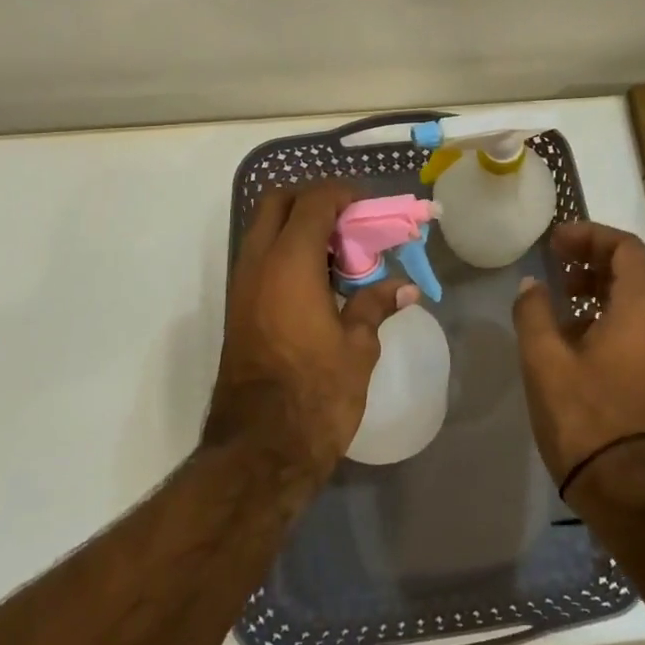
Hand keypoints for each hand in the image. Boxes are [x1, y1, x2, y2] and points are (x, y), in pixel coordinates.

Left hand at [206, 181, 412, 485]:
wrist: (259, 450)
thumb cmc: (316, 393)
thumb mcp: (358, 346)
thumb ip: (376, 305)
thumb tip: (406, 288)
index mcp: (290, 262)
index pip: (314, 201)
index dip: (344, 194)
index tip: (370, 208)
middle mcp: (259, 263)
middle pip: (277, 202)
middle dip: (313, 200)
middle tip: (348, 221)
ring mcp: (242, 286)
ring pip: (264, 229)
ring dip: (298, 226)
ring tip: (340, 252)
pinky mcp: (238, 309)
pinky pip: (261, 258)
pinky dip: (288, 252)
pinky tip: (321, 281)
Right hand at [512, 222, 644, 497]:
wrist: (624, 487)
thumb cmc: (583, 415)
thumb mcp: (544, 359)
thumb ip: (534, 312)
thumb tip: (531, 285)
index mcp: (639, 309)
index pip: (625, 248)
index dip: (590, 235)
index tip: (555, 241)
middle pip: (630, 269)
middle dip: (591, 256)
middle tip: (554, 259)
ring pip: (630, 297)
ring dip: (595, 284)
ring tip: (558, 292)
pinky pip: (630, 323)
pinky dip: (601, 312)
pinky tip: (568, 331)